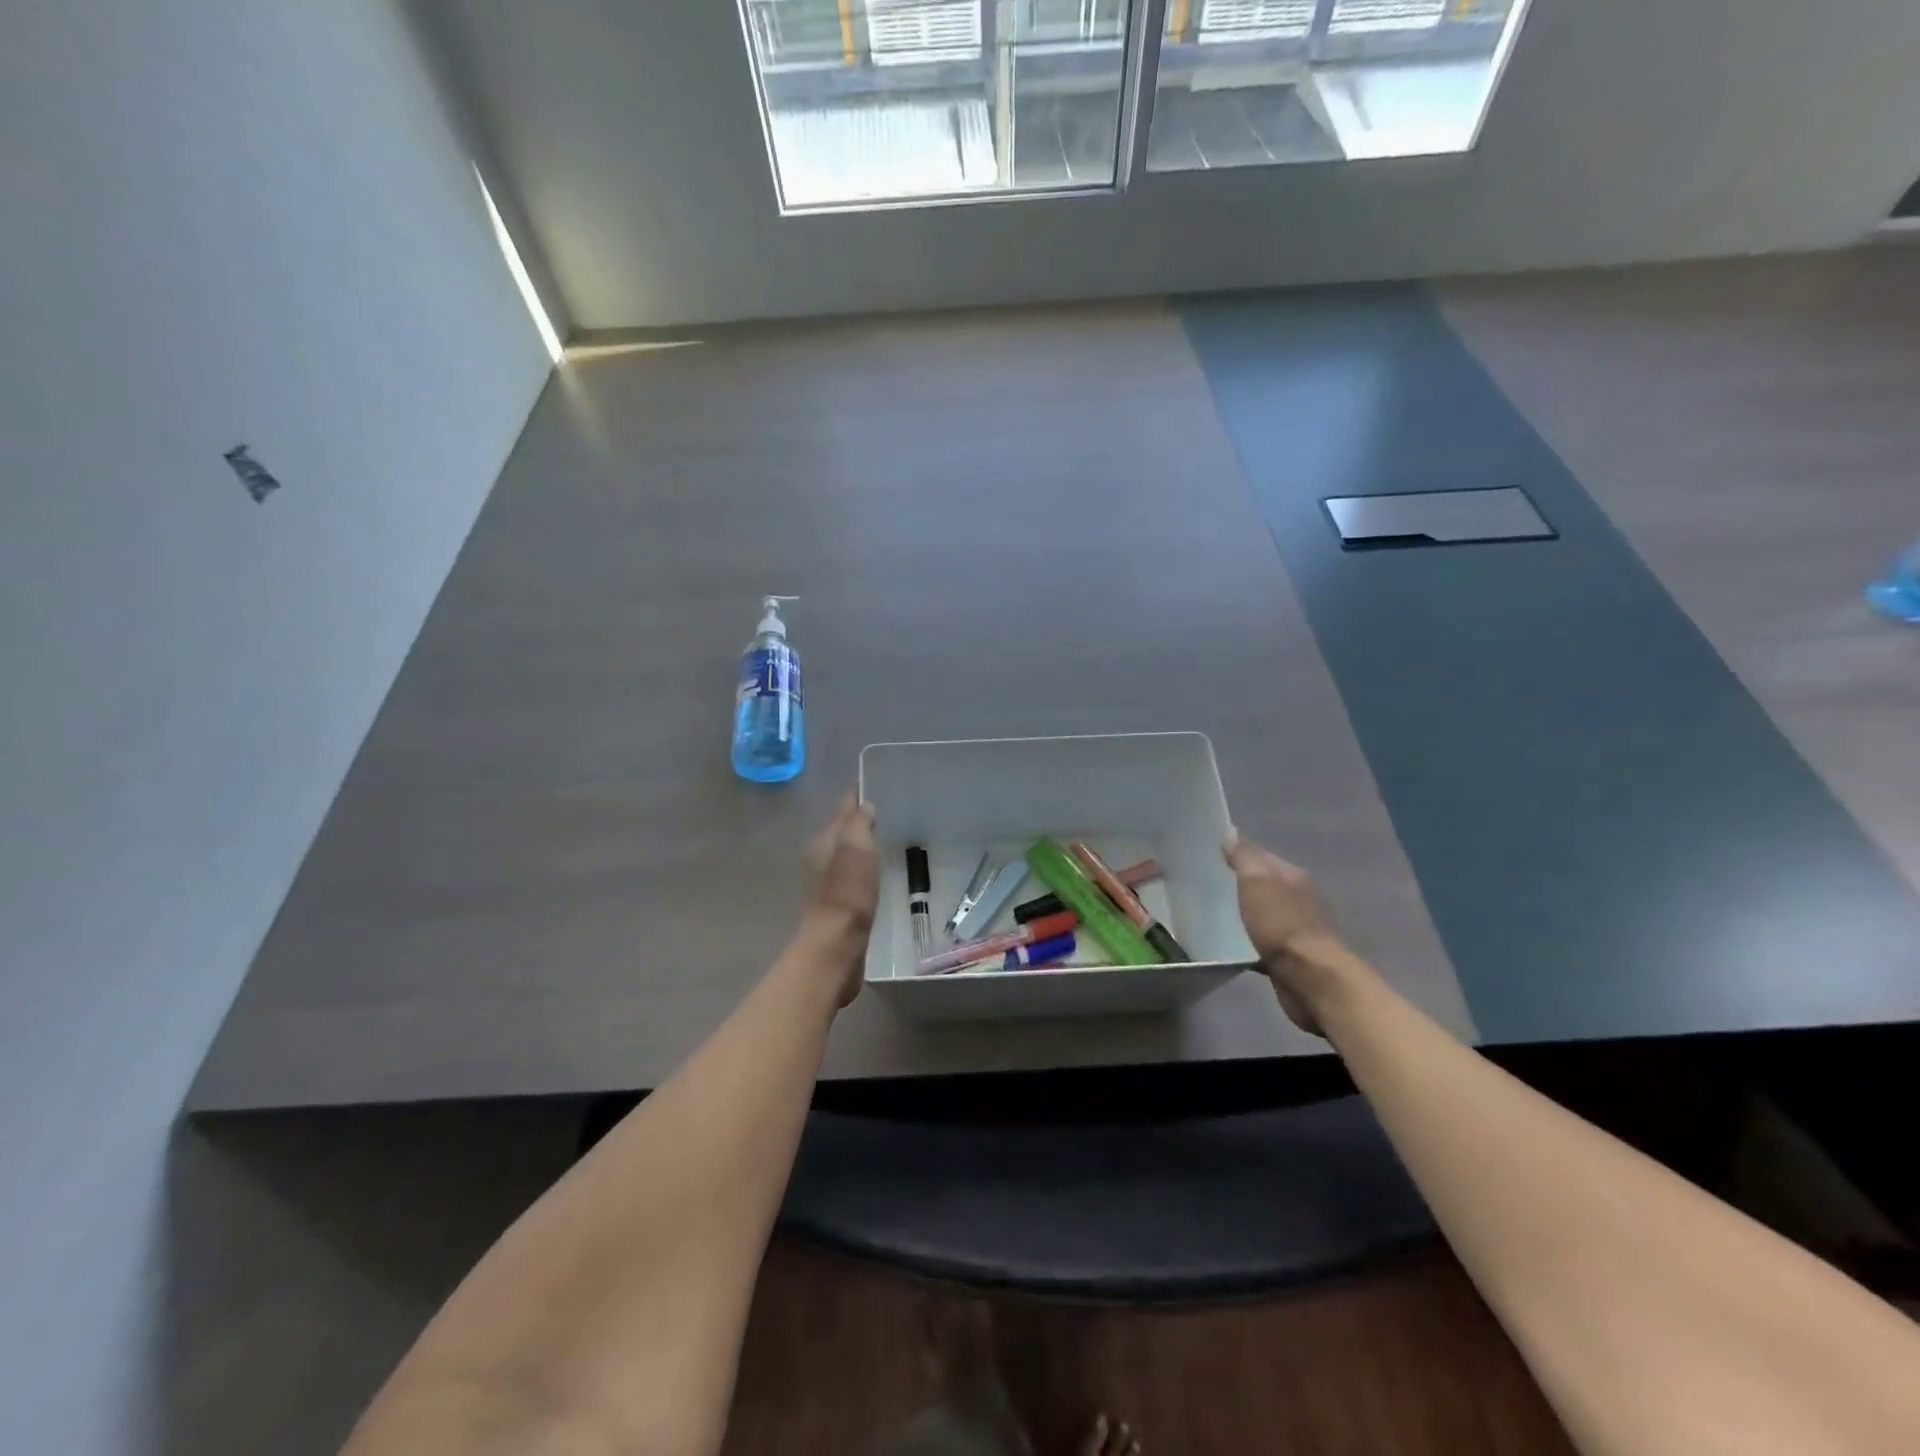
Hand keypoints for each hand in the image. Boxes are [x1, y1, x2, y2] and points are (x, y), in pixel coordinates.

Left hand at [798, 794, 878, 1005]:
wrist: (837, 946)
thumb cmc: (848, 892)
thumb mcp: (857, 848)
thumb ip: (859, 823)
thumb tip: (865, 805)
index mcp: (823, 842)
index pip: (842, 810)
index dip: (855, 796)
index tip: (873, 781)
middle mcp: (821, 859)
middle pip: (842, 831)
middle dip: (858, 818)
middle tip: (885, 806)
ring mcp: (829, 883)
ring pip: (847, 853)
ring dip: (861, 843)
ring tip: (884, 834)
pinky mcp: (840, 905)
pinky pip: (854, 874)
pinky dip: (864, 866)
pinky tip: (877, 869)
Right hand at [1223, 832, 1362, 1036]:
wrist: (1312, 981)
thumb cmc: (1282, 925)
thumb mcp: (1258, 881)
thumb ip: (1244, 857)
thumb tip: (1231, 832)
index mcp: (1292, 876)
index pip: (1260, 856)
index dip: (1235, 854)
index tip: (1206, 856)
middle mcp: (1297, 899)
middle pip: (1262, 886)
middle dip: (1237, 885)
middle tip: (1202, 886)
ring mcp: (1294, 930)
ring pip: (1261, 915)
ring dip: (1241, 915)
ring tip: (1208, 915)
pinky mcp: (1288, 959)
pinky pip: (1261, 943)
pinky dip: (1246, 942)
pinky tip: (1226, 946)